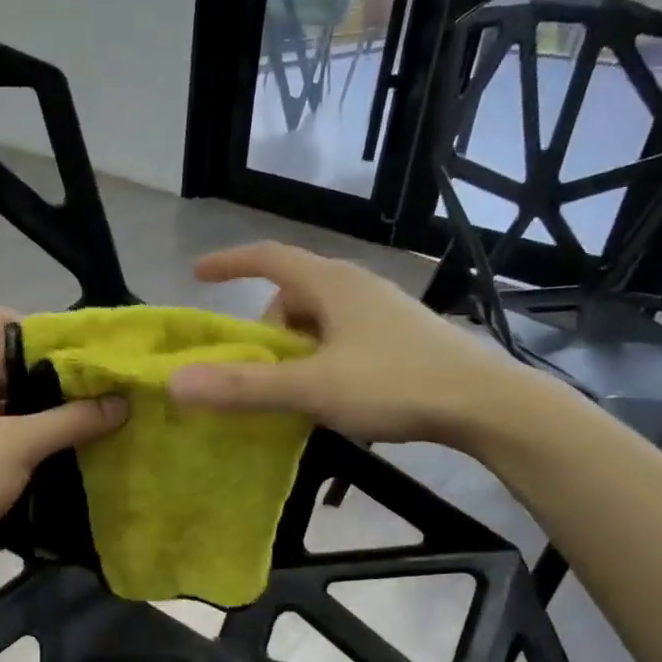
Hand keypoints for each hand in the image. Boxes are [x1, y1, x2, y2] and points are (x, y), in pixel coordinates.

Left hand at [0, 307, 126, 591]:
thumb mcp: (18, 445)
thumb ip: (71, 420)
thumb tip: (122, 403)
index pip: (3, 322)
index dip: (45, 332)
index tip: (85, 356)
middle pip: (6, 362)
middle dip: (50, 374)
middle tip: (97, 388)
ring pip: (4, 399)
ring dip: (41, 408)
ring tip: (88, 417)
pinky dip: (26, 434)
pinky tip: (61, 447)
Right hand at [166, 242, 545, 445]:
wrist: (486, 403)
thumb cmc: (395, 384)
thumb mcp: (312, 389)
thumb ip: (244, 386)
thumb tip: (176, 383)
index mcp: (332, 285)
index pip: (268, 257)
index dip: (229, 263)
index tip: (198, 275)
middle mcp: (357, 286)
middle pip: (292, 294)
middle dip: (268, 329)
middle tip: (262, 371)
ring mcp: (383, 310)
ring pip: (320, 318)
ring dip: (297, 348)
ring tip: (299, 390)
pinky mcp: (401, 335)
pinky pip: (344, 335)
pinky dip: (323, 357)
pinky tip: (335, 394)